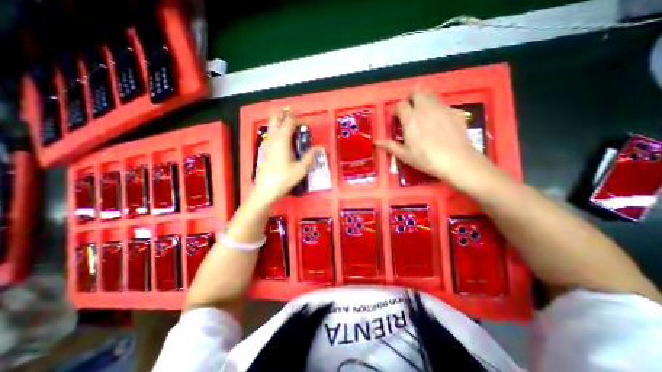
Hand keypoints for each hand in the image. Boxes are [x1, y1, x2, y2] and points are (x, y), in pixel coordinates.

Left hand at [249, 109, 318, 207]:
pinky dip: (278, 131)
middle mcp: (273, 138)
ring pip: (271, 124)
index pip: (290, 121)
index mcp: (282, 140)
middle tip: (297, 125)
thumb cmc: (284, 178)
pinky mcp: (265, 149)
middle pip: (276, 117)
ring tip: (293, 132)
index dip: (299, 121)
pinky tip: (286, 143)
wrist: (266, 189)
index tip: (307, 129)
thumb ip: (310, 156)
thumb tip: (319, 148)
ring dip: (282, 123)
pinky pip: (271, 133)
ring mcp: (267, 143)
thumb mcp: (301, 169)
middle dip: (287, 116)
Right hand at [375, 92, 492, 191]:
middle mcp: (425, 109)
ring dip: (424, 100)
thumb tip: (375, 142)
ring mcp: (442, 108)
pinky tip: (439, 120)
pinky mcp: (455, 111)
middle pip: (417, 93)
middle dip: (411, 99)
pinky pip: (443, 104)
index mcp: (411, 119)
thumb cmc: (426, 159)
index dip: (397, 110)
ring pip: (431, 95)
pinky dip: (438, 108)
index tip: (397, 118)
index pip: (400, 105)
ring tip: (423, 113)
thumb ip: (390, 146)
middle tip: (411, 112)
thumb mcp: (404, 155)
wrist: (457, 161)